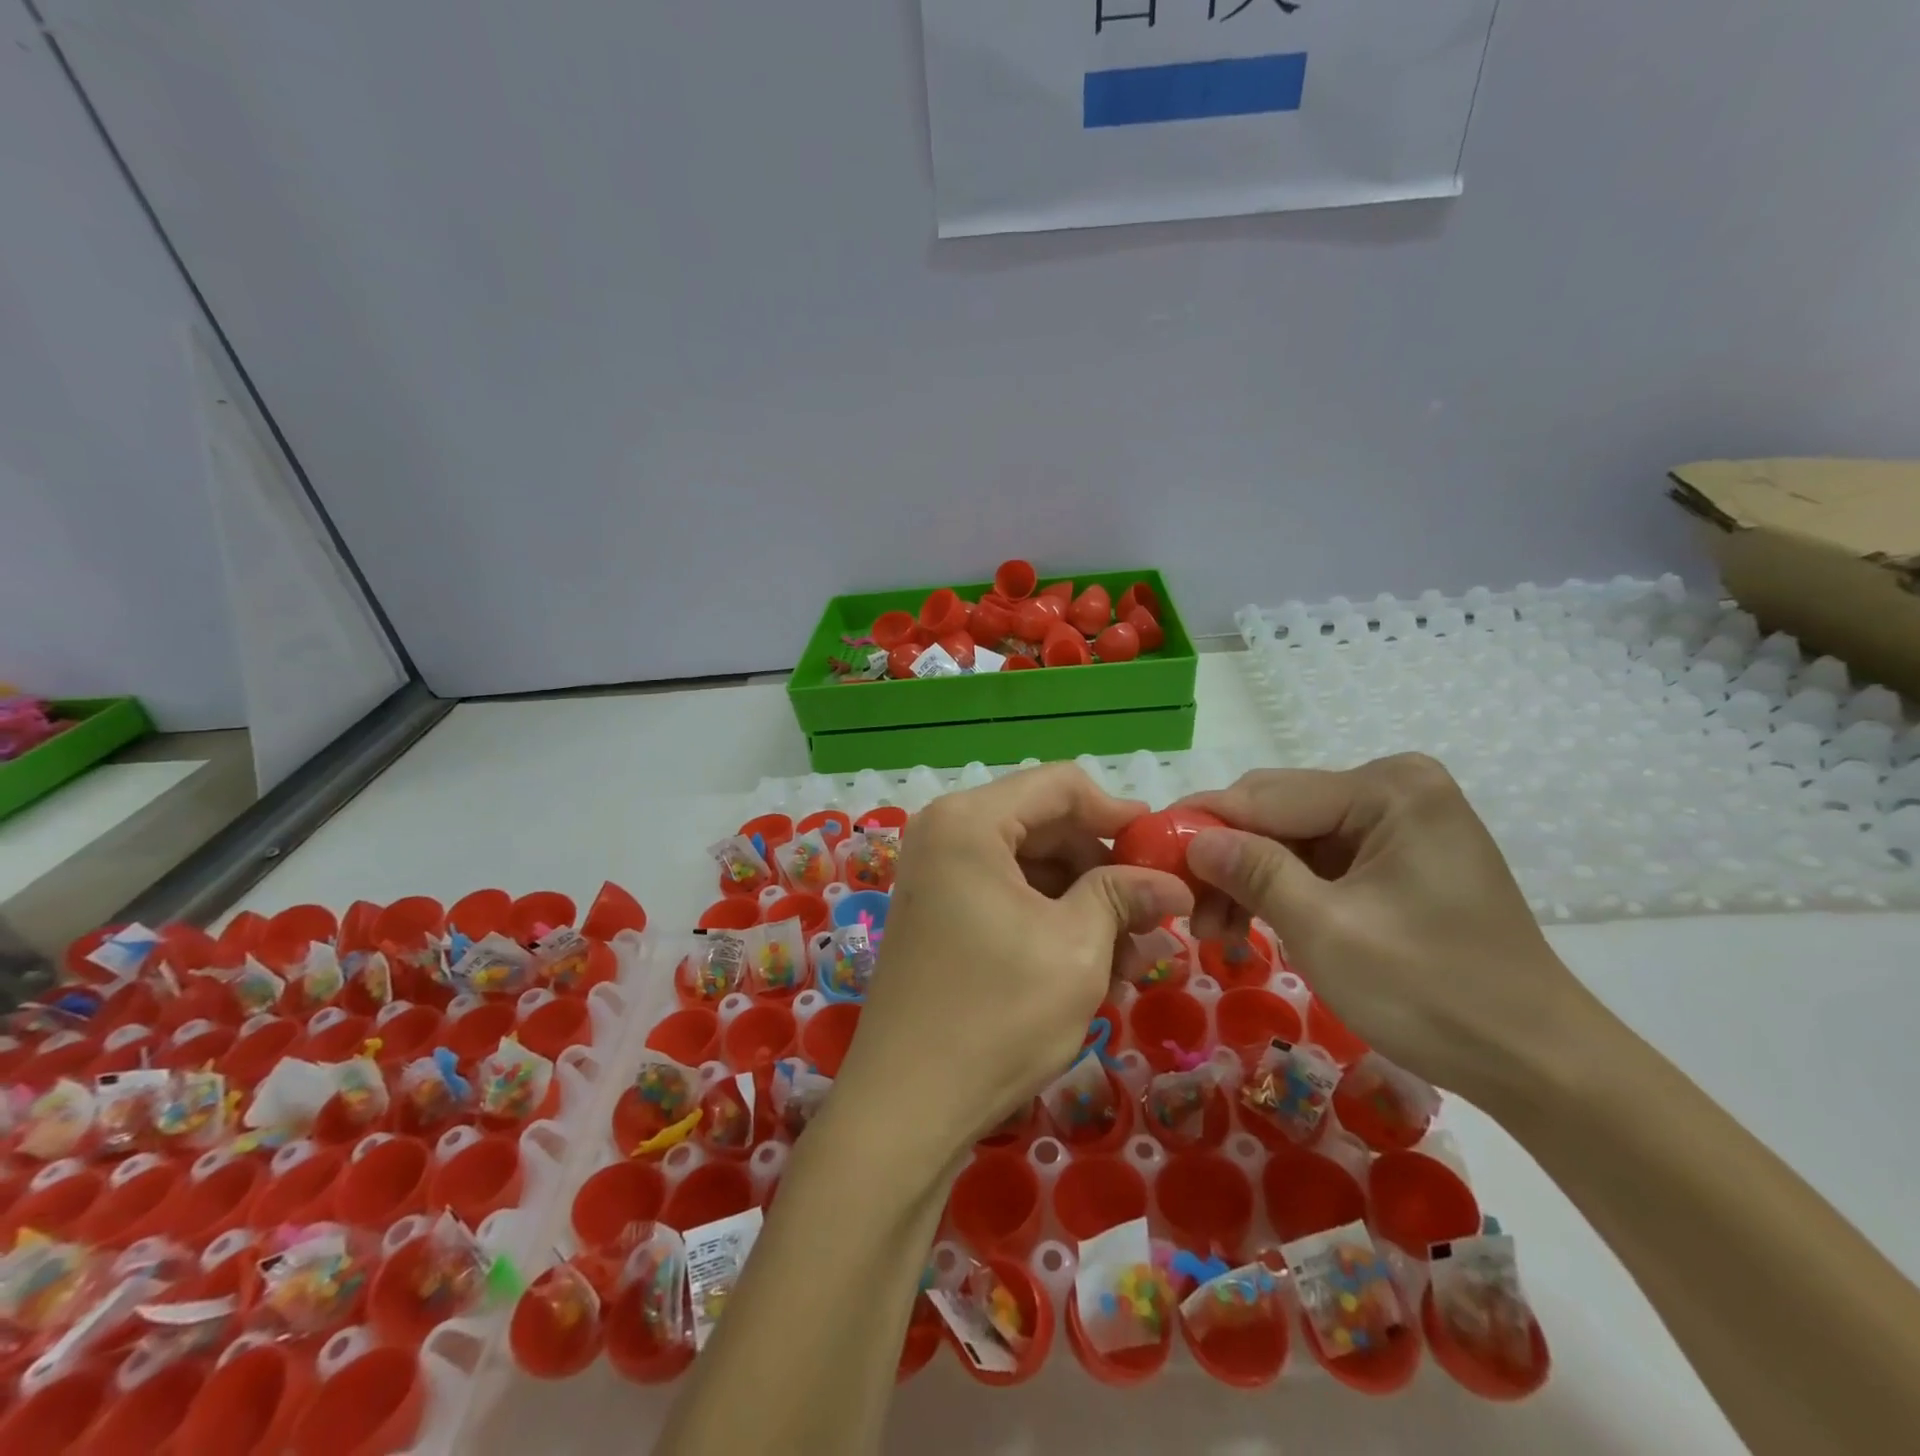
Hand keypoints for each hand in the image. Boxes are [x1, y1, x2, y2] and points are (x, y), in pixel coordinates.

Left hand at [841, 765, 1192, 1173]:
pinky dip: (1050, 921)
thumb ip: (1123, 895)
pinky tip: (1092, 967)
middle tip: (1153, 918)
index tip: (1164, 851)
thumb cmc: (997, 1015)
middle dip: (1103, 869)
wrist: (907, 1105)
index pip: (1060, 785)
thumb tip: (1172, 882)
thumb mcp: (1077, 948)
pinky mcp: (938, 912)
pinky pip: (1005, 894)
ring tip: (1131, 960)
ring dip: (1083, 903)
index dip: (1118, 812)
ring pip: (1030, 866)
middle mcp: (945, 833)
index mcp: (969, 821)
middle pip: (1045, 825)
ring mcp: (936, 874)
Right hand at [1177, 754, 1596, 1104]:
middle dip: (1224, 857)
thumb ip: (1253, 871)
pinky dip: (1281, 889)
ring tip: (1215, 932)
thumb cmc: (1433, 994)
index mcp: (1388, 789)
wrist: (1538, 1064)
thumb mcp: (1325, 930)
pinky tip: (1252, 922)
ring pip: (1291, 836)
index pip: (1266, 795)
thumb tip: (1191, 838)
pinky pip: (1318, 859)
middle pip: (1277, 810)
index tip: (1146, 854)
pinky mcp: (1397, 855)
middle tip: (1184, 908)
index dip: (1201, 824)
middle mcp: (1394, 788)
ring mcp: (1398, 821)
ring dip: (1247, 878)